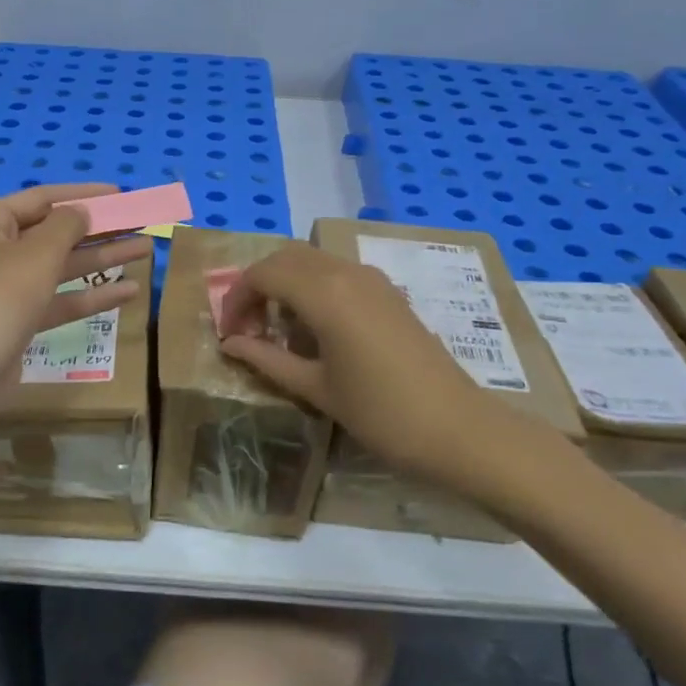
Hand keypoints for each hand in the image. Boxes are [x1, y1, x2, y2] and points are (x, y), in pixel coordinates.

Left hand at [0, 184, 146, 423]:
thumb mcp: (36, 256)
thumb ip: (66, 227)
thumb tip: (81, 212)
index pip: (40, 198)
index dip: (82, 195)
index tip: (120, 194)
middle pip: (52, 233)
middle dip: (98, 230)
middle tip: (140, 223)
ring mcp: (2, 290)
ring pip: (58, 268)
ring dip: (101, 261)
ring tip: (146, 250)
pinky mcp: (15, 324)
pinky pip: (56, 301)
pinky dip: (88, 296)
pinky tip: (129, 292)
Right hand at [216, 243, 571, 495]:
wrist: (457, 428)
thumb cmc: (380, 413)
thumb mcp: (315, 388)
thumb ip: (267, 359)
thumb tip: (230, 344)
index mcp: (324, 293)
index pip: (262, 274)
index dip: (236, 299)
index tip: (229, 333)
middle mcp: (346, 272)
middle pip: (285, 258)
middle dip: (257, 285)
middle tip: (247, 327)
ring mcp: (372, 279)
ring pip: (313, 261)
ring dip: (285, 284)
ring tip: (277, 329)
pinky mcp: (389, 292)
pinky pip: (338, 273)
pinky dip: (313, 287)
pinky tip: (315, 328)